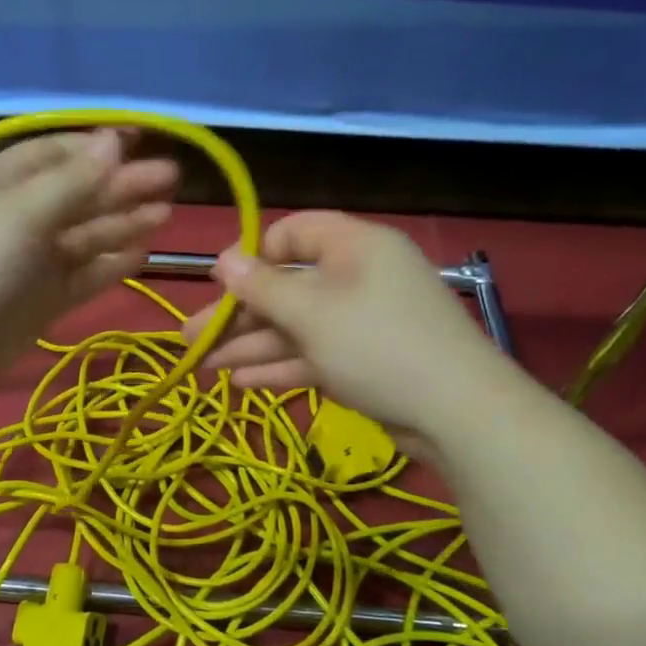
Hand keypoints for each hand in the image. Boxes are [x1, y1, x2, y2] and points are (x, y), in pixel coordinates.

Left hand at [0, 128, 177, 393]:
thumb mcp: (19, 213)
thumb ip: (72, 182)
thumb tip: (114, 139)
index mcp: (2, 181)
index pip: (57, 154)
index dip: (100, 147)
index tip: (144, 142)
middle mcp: (20, 216)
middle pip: (79, 194)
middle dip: (123, 185)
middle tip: (172, 179)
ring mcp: (32, 261)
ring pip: (86, 236)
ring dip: (123, 223)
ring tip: (165, 213)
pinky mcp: (42, 299)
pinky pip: (84, 275)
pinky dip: (111, 265)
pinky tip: (142, 253)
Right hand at [181, 211, 502, 457]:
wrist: (455, 413)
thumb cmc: (376, 345)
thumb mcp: (311, 313)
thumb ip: (262, 287)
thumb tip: (222, 259)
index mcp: (353, 247)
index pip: (295, 232)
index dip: (254, 255)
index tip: (221, 284)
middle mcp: (357, 278)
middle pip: (286, 287)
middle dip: (237, 315)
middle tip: (190, 337)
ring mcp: (361, 323)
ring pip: (294, 327)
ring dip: (249, 346)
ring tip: (201, 366)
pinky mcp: (363, 362)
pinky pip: (312, 355)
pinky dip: (279, 367)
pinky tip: (240, 384)